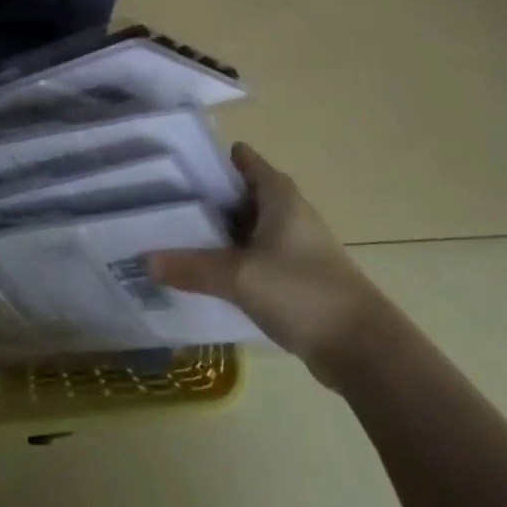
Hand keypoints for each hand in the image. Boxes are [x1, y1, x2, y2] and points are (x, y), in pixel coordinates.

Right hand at [147, 143, 387, 383]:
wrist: (361, 346)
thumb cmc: (302, 292)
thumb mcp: (240, 276)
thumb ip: (192, 267)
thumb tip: (145, 260)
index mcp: (279, 195)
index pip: (243, 160)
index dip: (209, 160)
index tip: (172, 166)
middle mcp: (287, 212)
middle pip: (240, 193)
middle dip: (204, 197)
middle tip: (159, 203)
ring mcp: (293, 245)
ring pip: (246, 227)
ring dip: (216, 232)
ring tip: (171, 236)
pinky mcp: (294, 275)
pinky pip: (254, 256)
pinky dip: (230, 259)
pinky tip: (202, 273)